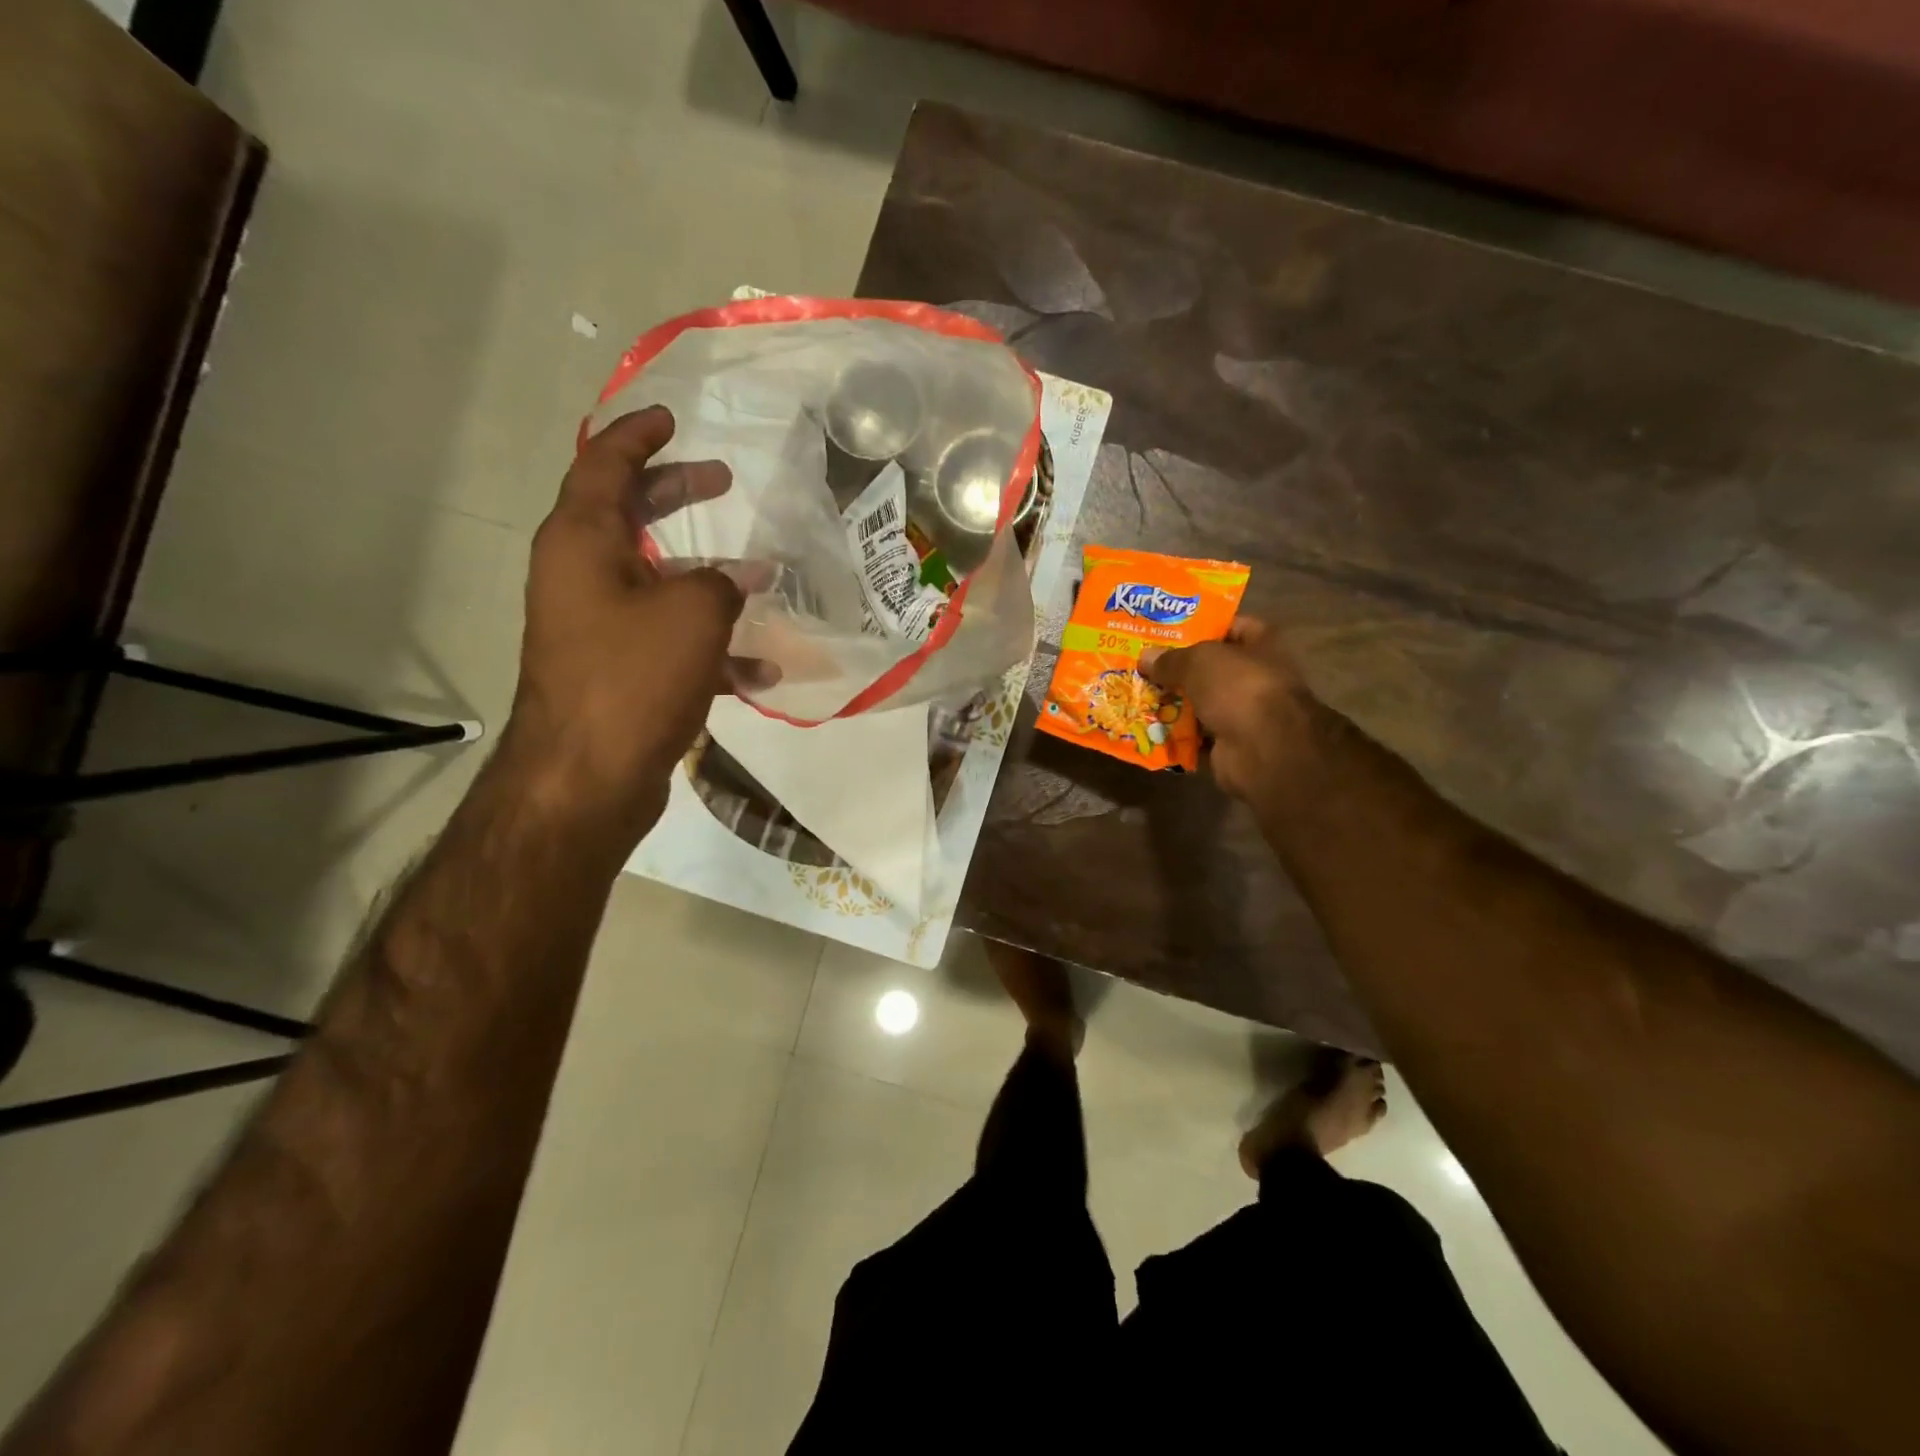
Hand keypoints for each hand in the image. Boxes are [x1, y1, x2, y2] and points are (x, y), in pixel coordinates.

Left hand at [506, 405, 744, 842]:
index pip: (604, 464)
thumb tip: (734, 581)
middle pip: (629, 516)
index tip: (672, 419)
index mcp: (583, 542)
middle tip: (720, 481)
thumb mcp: (694, 613)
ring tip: (762, 577)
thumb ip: (722, 582)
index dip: (638, 435)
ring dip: (707, 577)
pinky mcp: (618, 672)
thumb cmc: (634, 677)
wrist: (587, 777)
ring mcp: (598, 627)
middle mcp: (582, 576)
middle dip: (675, 495)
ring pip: (657, 583)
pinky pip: (669, 641)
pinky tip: (762, 670)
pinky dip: (711, 646)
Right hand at [1140, 619, 1317, 809]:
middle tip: (1145, 666)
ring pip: (1204, 703)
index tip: (1169, 631)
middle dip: (1181, 669)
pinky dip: (1178, 735)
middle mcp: (1258, 677)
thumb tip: (1145, 657)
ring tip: (1140, 696)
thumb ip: (1171, 659)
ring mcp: (1247, 713)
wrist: (1263, 748)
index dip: (1203, 626)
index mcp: (1263, 645)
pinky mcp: (1232, 744)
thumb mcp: (1198, 661)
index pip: (1233, 627)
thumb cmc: (1238, 687)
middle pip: (1213, 669)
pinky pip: (1198, 735)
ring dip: (1176, 703)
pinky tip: (1150, 728)